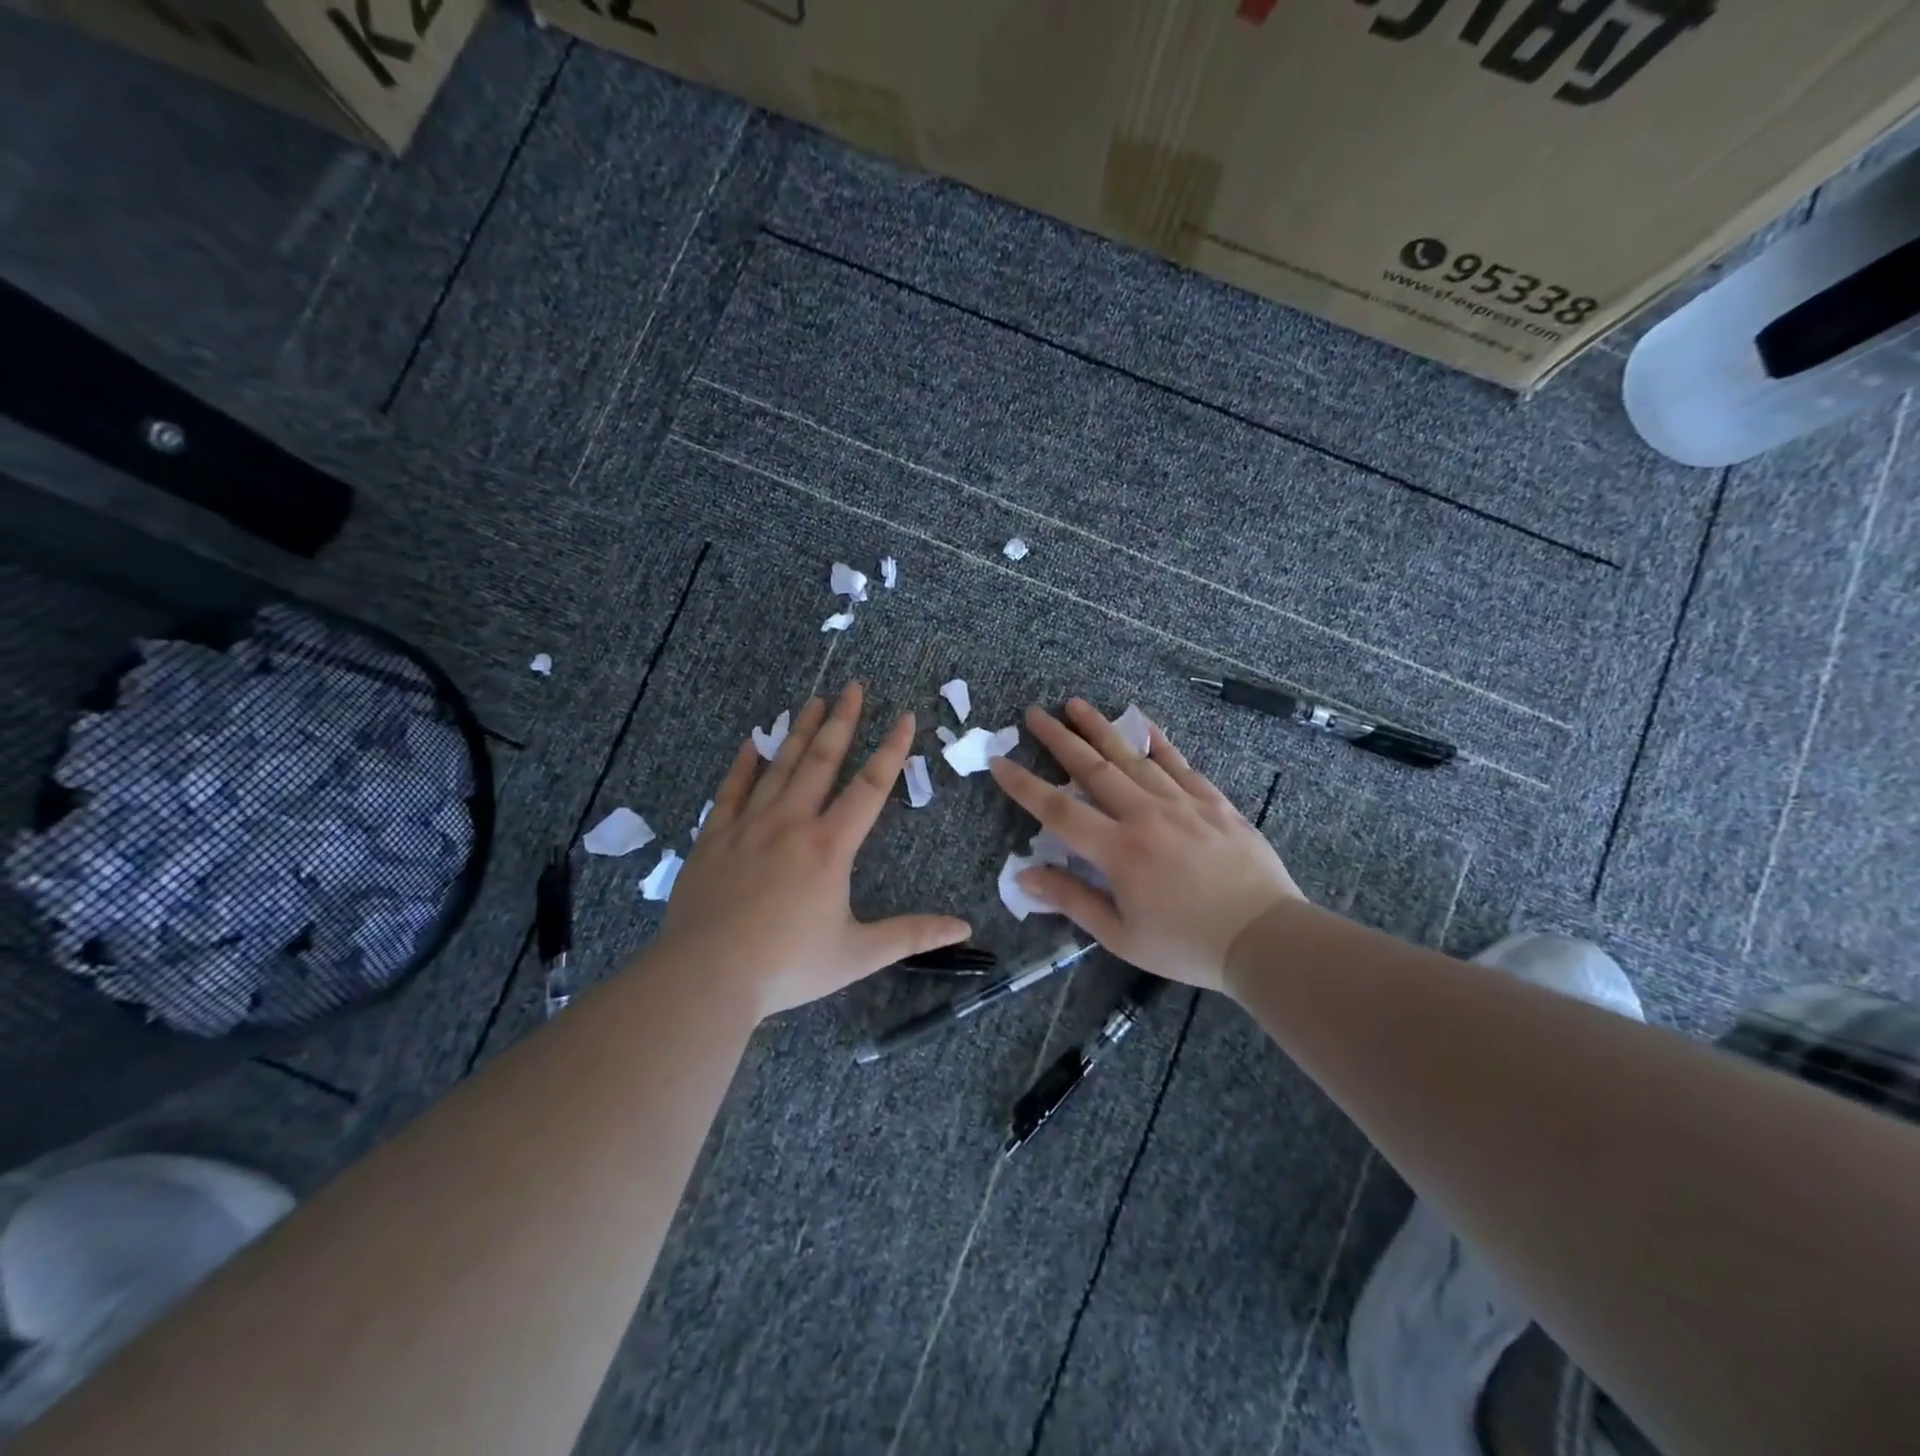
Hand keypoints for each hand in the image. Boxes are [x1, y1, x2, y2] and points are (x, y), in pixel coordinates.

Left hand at [660, 683, 970, 1017]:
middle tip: (853, 686)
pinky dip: (744, 765)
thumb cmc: (787, 966)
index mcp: (830, 847)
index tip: (905, 716)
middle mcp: (792, 823)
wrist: (705, 977)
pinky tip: (751, 743)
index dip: (892, 749)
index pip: (870, 787)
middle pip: (821, 760)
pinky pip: (732, 790)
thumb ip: (912, 935)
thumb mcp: (858, 955)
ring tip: (814, 701)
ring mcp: (749, 826)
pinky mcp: (715, 838)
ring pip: (779, 767)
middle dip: (842, 721)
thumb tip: (965, 928)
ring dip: (799, 731)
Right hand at [988, 700, 1301, 991]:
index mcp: (1118, 851)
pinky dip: (1157, 740)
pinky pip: (1179, 762)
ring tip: (1076, 704)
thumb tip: (1024, 875)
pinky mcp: (1213, 801)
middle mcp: (1145, 815)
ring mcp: (1182, 802)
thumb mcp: (1120, 935)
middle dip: (1059, 739)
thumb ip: (1072, 900)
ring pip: (1133, 756)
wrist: (1265, 937)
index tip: (999, 762)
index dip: (1024, 785)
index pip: (1058, 809)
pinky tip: (1142, 723)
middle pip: (1093, 768)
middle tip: (1034, 714)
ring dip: (1100, 728)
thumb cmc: (1186, 944)